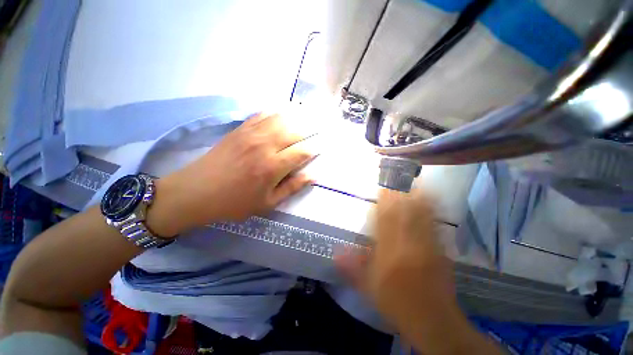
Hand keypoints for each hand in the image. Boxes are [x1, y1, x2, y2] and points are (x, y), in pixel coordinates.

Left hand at [147, 113, 316, 236]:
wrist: (196, 192)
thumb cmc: (235, 202)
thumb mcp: (267, 203)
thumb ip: (292, 188)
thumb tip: (312, 176)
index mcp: (273, 167)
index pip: (301, 152)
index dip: (314, 149)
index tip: (321, 147)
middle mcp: (265, 146)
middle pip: (294, 132)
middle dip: (309, 131)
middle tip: (318, 129)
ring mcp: (251, 134)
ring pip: (280, 119)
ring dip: (295, 117)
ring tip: (305, 116)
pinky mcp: (240, 129)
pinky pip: (262, 115)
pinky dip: (275, 112)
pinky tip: (282, 111)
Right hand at [336, 189, 456, 330]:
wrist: (432, 319)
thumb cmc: (396, 301)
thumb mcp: (368, 287)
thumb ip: (352, 267)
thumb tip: (335, 252)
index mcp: (389, 250)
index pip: (385, 218)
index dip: (384, 201)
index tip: (382, 187)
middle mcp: (408, 243)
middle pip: (405, 212)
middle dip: (401, 193)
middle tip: (399, 177)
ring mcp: (427, 244)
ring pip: (422, 214)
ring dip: (418, 197)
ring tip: (415, 182)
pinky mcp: (440, 250)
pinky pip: (436, 225)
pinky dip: (433, 210)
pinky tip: (432, 201)